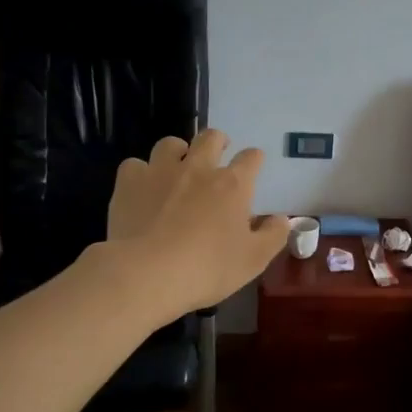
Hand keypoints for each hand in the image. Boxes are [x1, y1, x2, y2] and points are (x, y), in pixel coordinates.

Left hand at [105, 130, 289, 319]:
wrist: (146, 273)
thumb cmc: (207, 268)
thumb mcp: (253, 260)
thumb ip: (273, 235)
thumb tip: (282, 219)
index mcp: (232, 185)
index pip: (251, 158)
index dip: (254, 159)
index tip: (253, 166)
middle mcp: (198, 168)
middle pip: (211, 137)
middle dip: (218, 142)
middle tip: (218, 154)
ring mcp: (161, 171)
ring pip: (171, 144)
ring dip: (178, 151)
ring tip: (177, 167)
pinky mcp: (129, 182)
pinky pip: (135, 165)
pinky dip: (141, 173)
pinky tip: (142, 189)